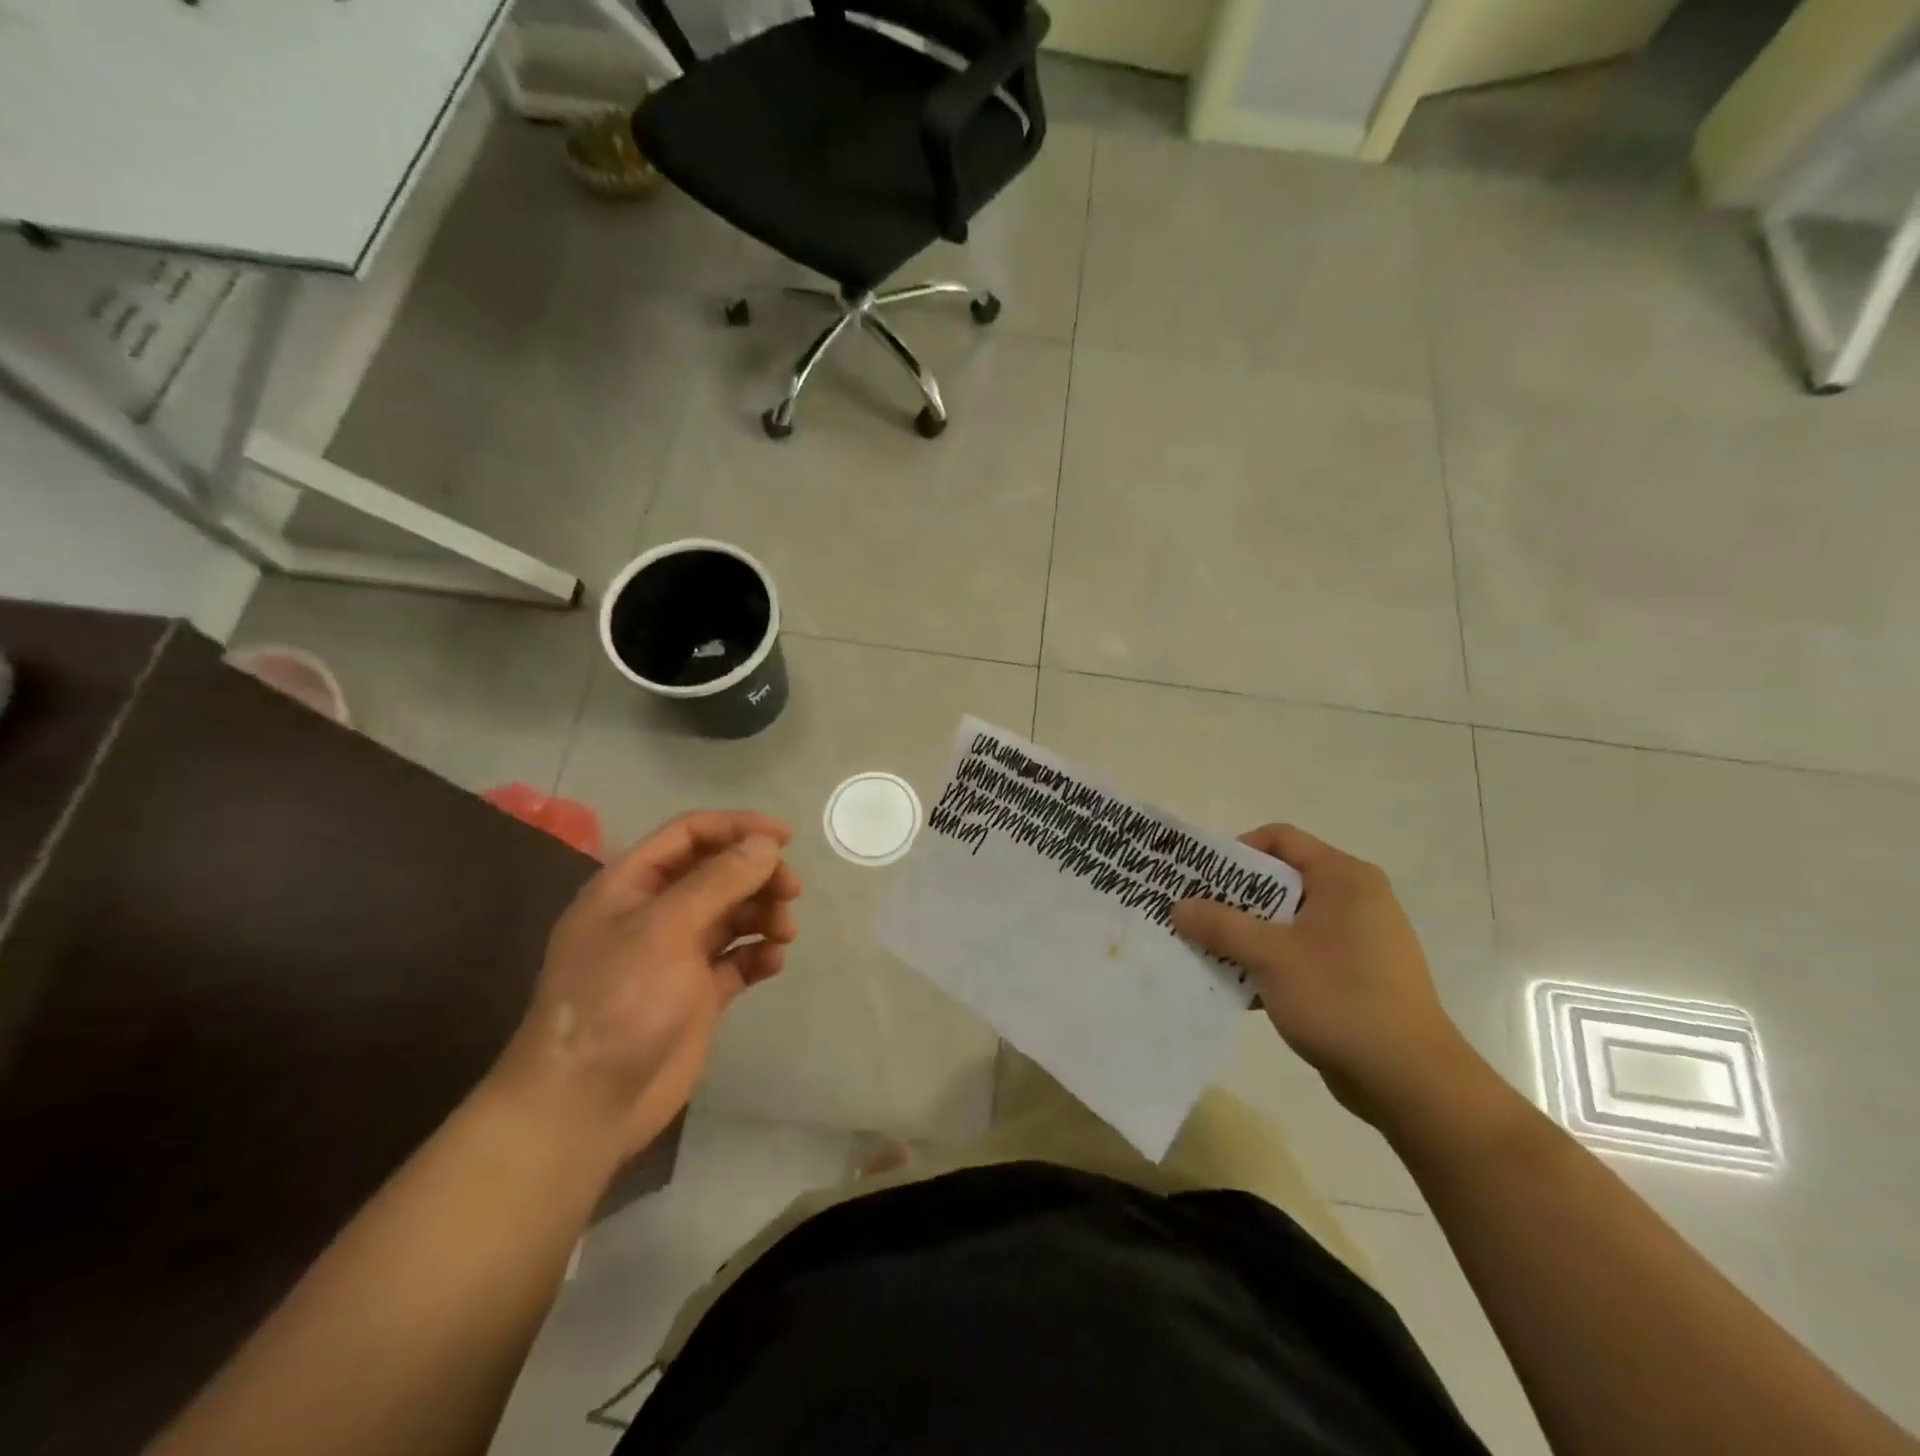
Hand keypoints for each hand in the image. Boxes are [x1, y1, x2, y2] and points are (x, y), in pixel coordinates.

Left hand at [494, 810, 801, 1159]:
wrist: (585, 1106)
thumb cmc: (617, 1001)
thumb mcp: (665, 929)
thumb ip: (719, 881)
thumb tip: (766, 844)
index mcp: (631, 886)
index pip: (689, 835)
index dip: (736, 827)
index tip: (785, 837)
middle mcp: (654, 914)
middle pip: (717, 873)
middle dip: (757, 874)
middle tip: (792, 890)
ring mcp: (676, 955)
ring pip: (732, 914)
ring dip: (763, 913)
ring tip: (784, 931)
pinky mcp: (696, 994)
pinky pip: (737, 959)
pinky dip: (758, 954)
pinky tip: (772, 962)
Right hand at [1171, 824, 1471, 1126]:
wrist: (1411, 1081)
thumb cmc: (1339, 998)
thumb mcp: (1269, 956)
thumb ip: (1219, 925)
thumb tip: (1177, 906)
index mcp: (1343, 877)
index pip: (1279, 839)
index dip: (1235, 851)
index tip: (1202, 880)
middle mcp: (1355, 898)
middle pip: (1280, 880)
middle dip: (1233, 899)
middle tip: (1195, 916)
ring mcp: (1359, 938)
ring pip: (1288, 921)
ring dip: (1248, 935)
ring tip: (1210, 953)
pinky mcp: (1357, 975)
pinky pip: (1302, 953)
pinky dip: (1271, 962)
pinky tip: (1241, 987)